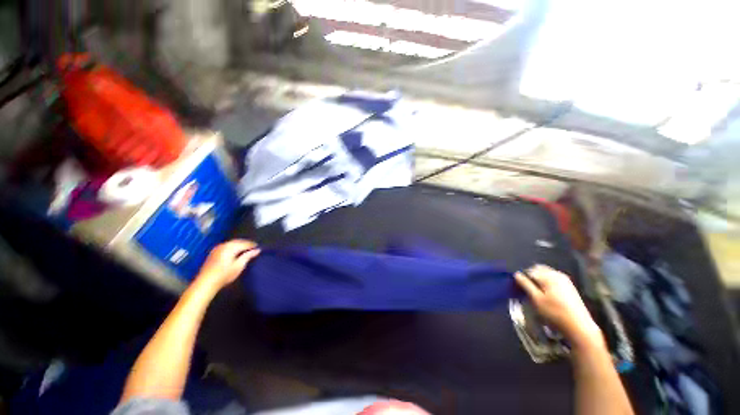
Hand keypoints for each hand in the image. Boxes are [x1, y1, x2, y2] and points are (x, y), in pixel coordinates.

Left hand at [196, 240, 259, 289]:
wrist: (206, 282)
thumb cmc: (224, 275)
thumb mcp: (239, 266)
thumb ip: (248, 256)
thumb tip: (257, 250)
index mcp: (230, 247)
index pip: (245, 243)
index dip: (253, 245)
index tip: (259, 248)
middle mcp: (223, 245)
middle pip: (238, 241)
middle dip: (246, 244)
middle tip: (254, 248)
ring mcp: (217, 248)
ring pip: (232, 243)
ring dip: (240, 245)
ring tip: (246, 250)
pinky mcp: (213, 252)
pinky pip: (226, 245)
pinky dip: (233, 247)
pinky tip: (235, 252)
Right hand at [515, 265, 603, 349]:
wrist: (579, 326)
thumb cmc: (554, 313)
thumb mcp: (536, 299)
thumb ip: (525, 285)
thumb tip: (516, 274)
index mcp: (548, 276)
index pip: (529, 271)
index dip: (522, 278)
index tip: (519, 287)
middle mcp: (557, 274)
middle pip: (538, 269)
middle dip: (531, 276)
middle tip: (526, 289)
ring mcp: (565, 280)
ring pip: (546, 273)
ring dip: (539, 279)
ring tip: (536, 291)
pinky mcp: (569, 286)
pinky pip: (553, 278)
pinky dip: (547, 282)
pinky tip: (546, 293)